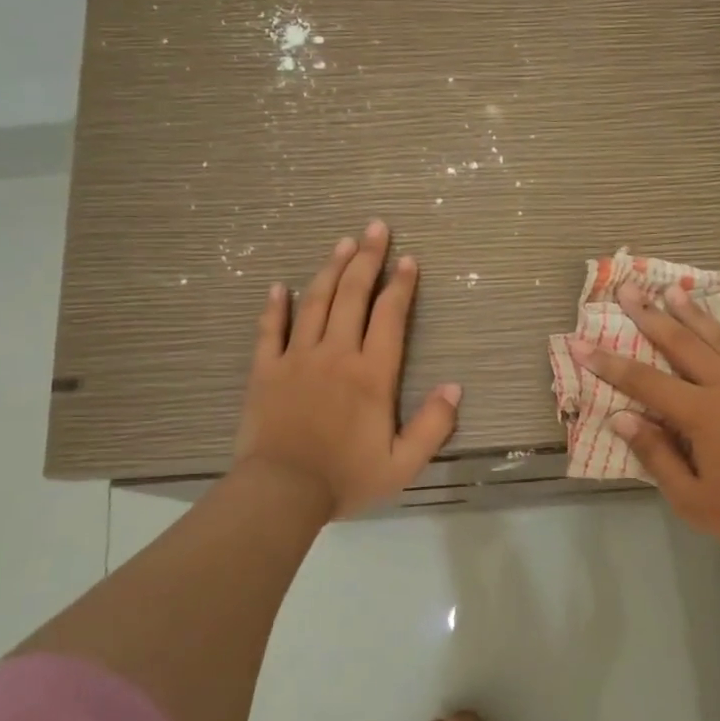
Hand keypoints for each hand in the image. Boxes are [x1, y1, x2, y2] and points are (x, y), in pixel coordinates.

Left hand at [234, 221, 460, 518]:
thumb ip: (434, 424)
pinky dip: (276, 305)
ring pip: (315, 302)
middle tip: (376, 228)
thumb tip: (454, 387)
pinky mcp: (265, 370)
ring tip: (343, 242)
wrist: (282, 492)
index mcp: (372, 374)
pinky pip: (270, 329)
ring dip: (330, 269)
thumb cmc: (346, 478)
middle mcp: (336, 354)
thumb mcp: (404, 463)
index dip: (401, 285)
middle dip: (367, 259)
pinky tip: (281, 286)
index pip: (390, 316)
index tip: (409, 259)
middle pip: (353, 295)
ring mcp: (297, 358)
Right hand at [568, 285, 719, 562]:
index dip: (609, 364)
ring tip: (675, 290)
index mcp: (701, 415)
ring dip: (697, 314)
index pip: (645, 382)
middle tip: (629, 290)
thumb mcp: (688, 497)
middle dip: (652, 316)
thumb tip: (621, 418)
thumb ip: (655, 454)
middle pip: (683, 345)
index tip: (581, 343)